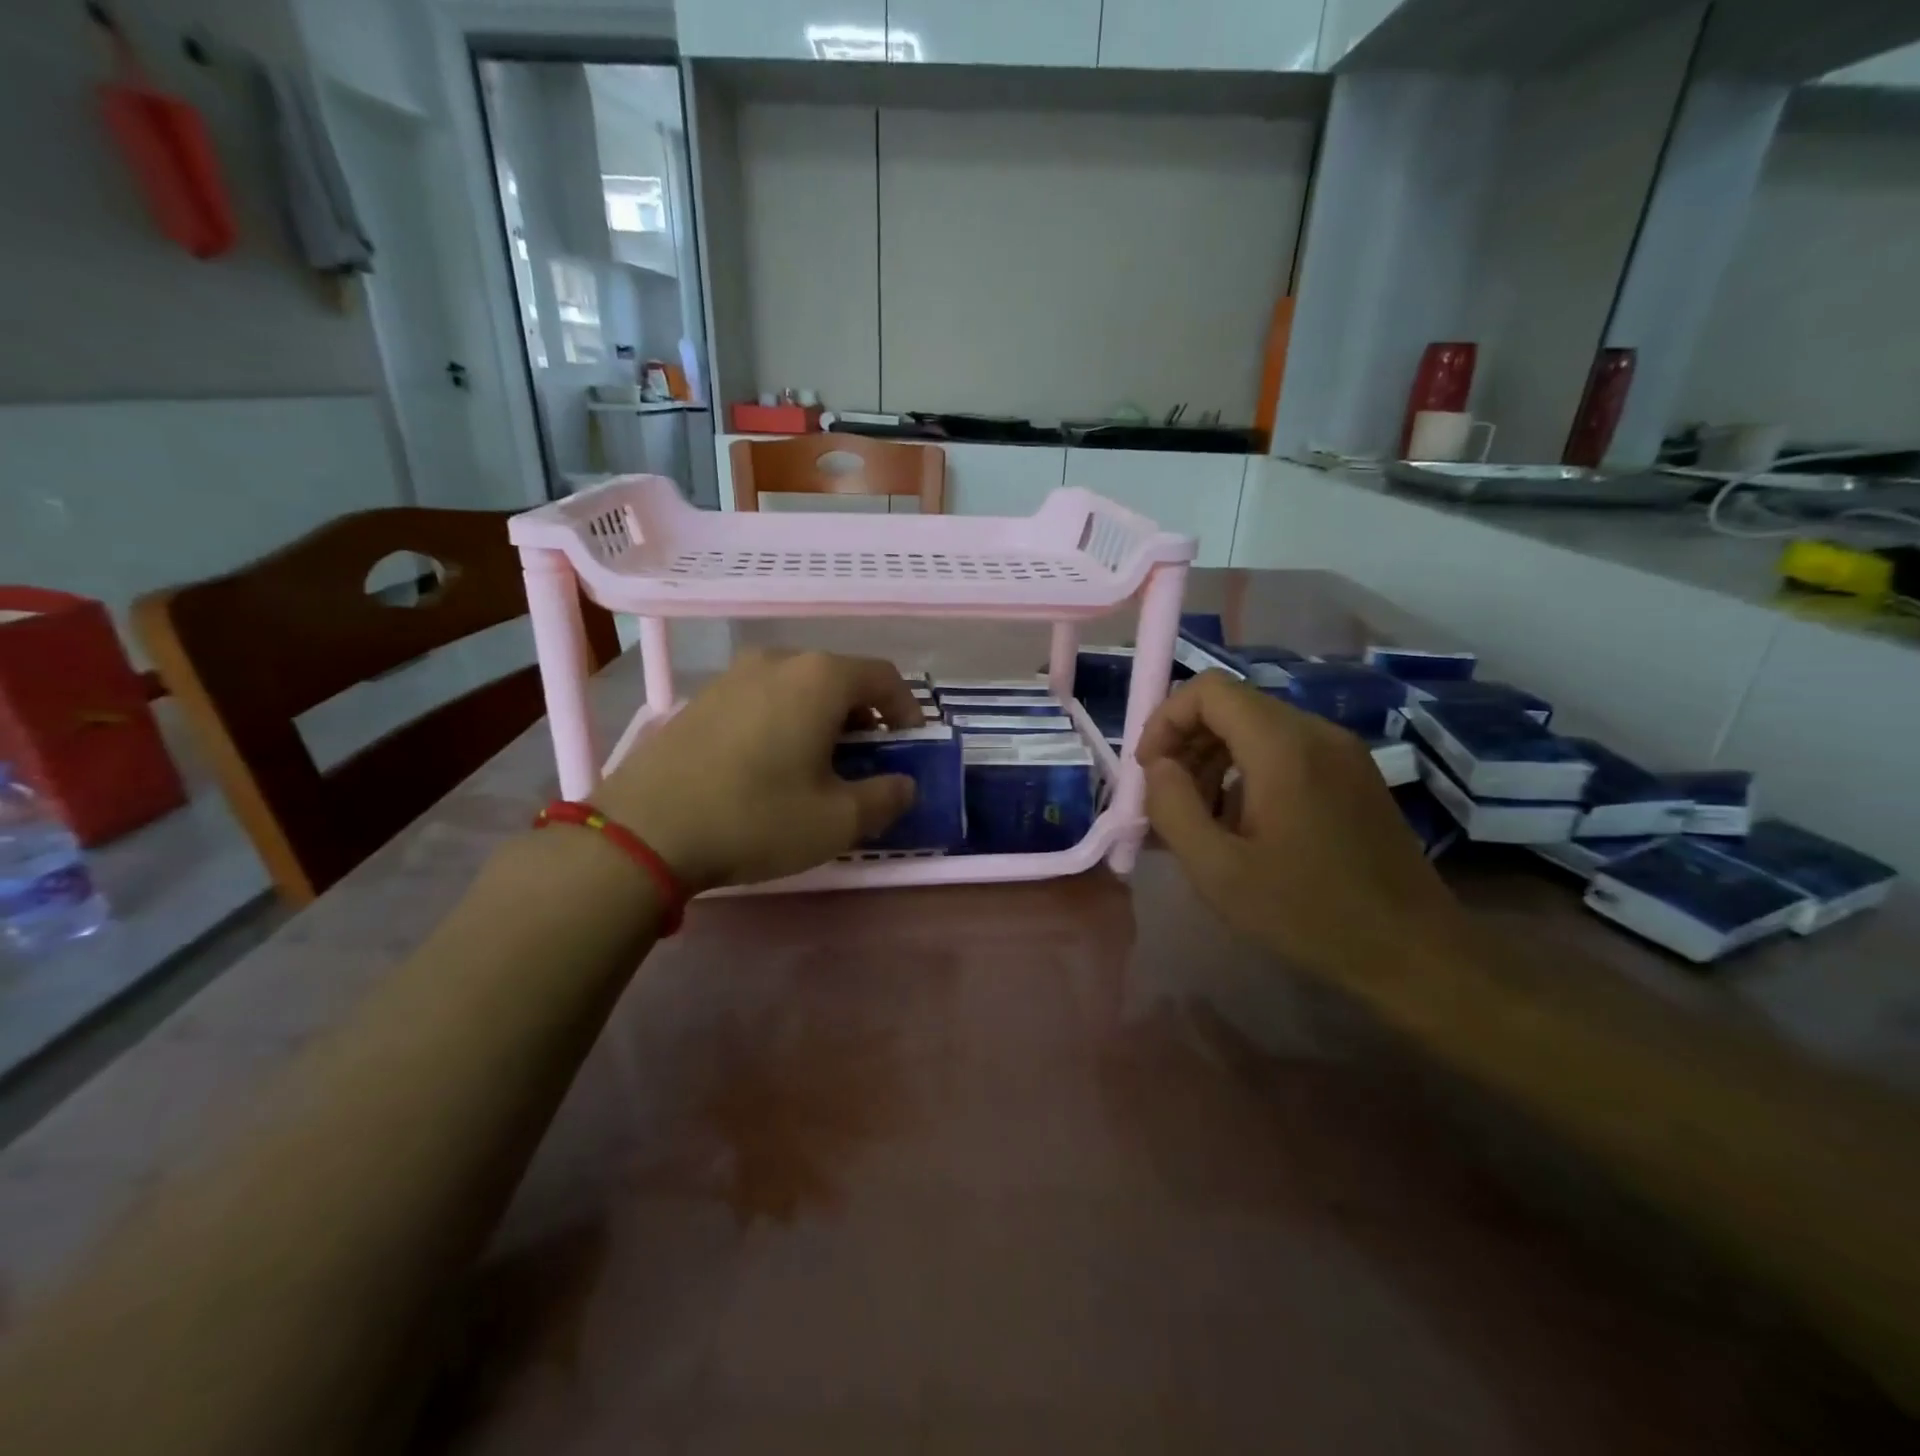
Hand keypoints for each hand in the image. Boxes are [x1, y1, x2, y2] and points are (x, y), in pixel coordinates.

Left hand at [593, 650, 923, 890]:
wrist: (645, 830)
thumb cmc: (756, 818)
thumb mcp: (837, 820)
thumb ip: (886, 798)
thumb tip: (904, 786)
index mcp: (819, 678)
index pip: (883, 677)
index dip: (907, 709)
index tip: (909, 745)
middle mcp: (777, 661)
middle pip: (839, 678)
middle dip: (863, 716)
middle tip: (866, 758)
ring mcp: (733, 676)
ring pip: (797, 687)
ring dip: (822, 718)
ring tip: (818, 763)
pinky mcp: (700, 698)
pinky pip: (761, 698)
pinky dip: (783, 721)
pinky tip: (770, 764)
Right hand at [1135, 672, 1475, 989]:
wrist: (1413, 952)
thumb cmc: (1307, 913)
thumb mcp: (1217, 870)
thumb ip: (1172, 806)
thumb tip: (1159, 766)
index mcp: (1283, 746)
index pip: (1209, 690)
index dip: (1166, 719)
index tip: (1151, 770)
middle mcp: (1316, 732)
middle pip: (1232, 705)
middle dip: (1187, 743)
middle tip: (1170, 799)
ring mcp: (1341, 751)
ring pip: (1257, 726)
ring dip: (1215, 758)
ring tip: (1201, 816)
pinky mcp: (1354, 773)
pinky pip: (1286, 749)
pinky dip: (1248, 770)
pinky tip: (1243, 824)